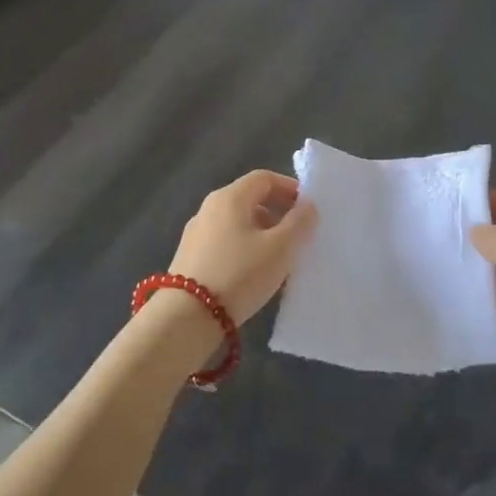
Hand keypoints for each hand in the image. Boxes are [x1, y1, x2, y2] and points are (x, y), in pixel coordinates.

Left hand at [167, 170, 316, 326]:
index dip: (290, 188)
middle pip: (249, 198)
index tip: (308, 209)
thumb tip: (307, 206)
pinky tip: (254, 272)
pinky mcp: (190, 256)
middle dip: (277, 211)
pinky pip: (225, 240)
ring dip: (262, 231)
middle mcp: (209, 207)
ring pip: (237, 221)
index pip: (264, 178)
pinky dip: (245, 246)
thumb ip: (299, 223)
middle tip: (298, 234)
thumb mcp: (280, 249)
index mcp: (230, 197)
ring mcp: (196, 232)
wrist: (187, 316)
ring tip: (280, 257)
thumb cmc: (239, 274)